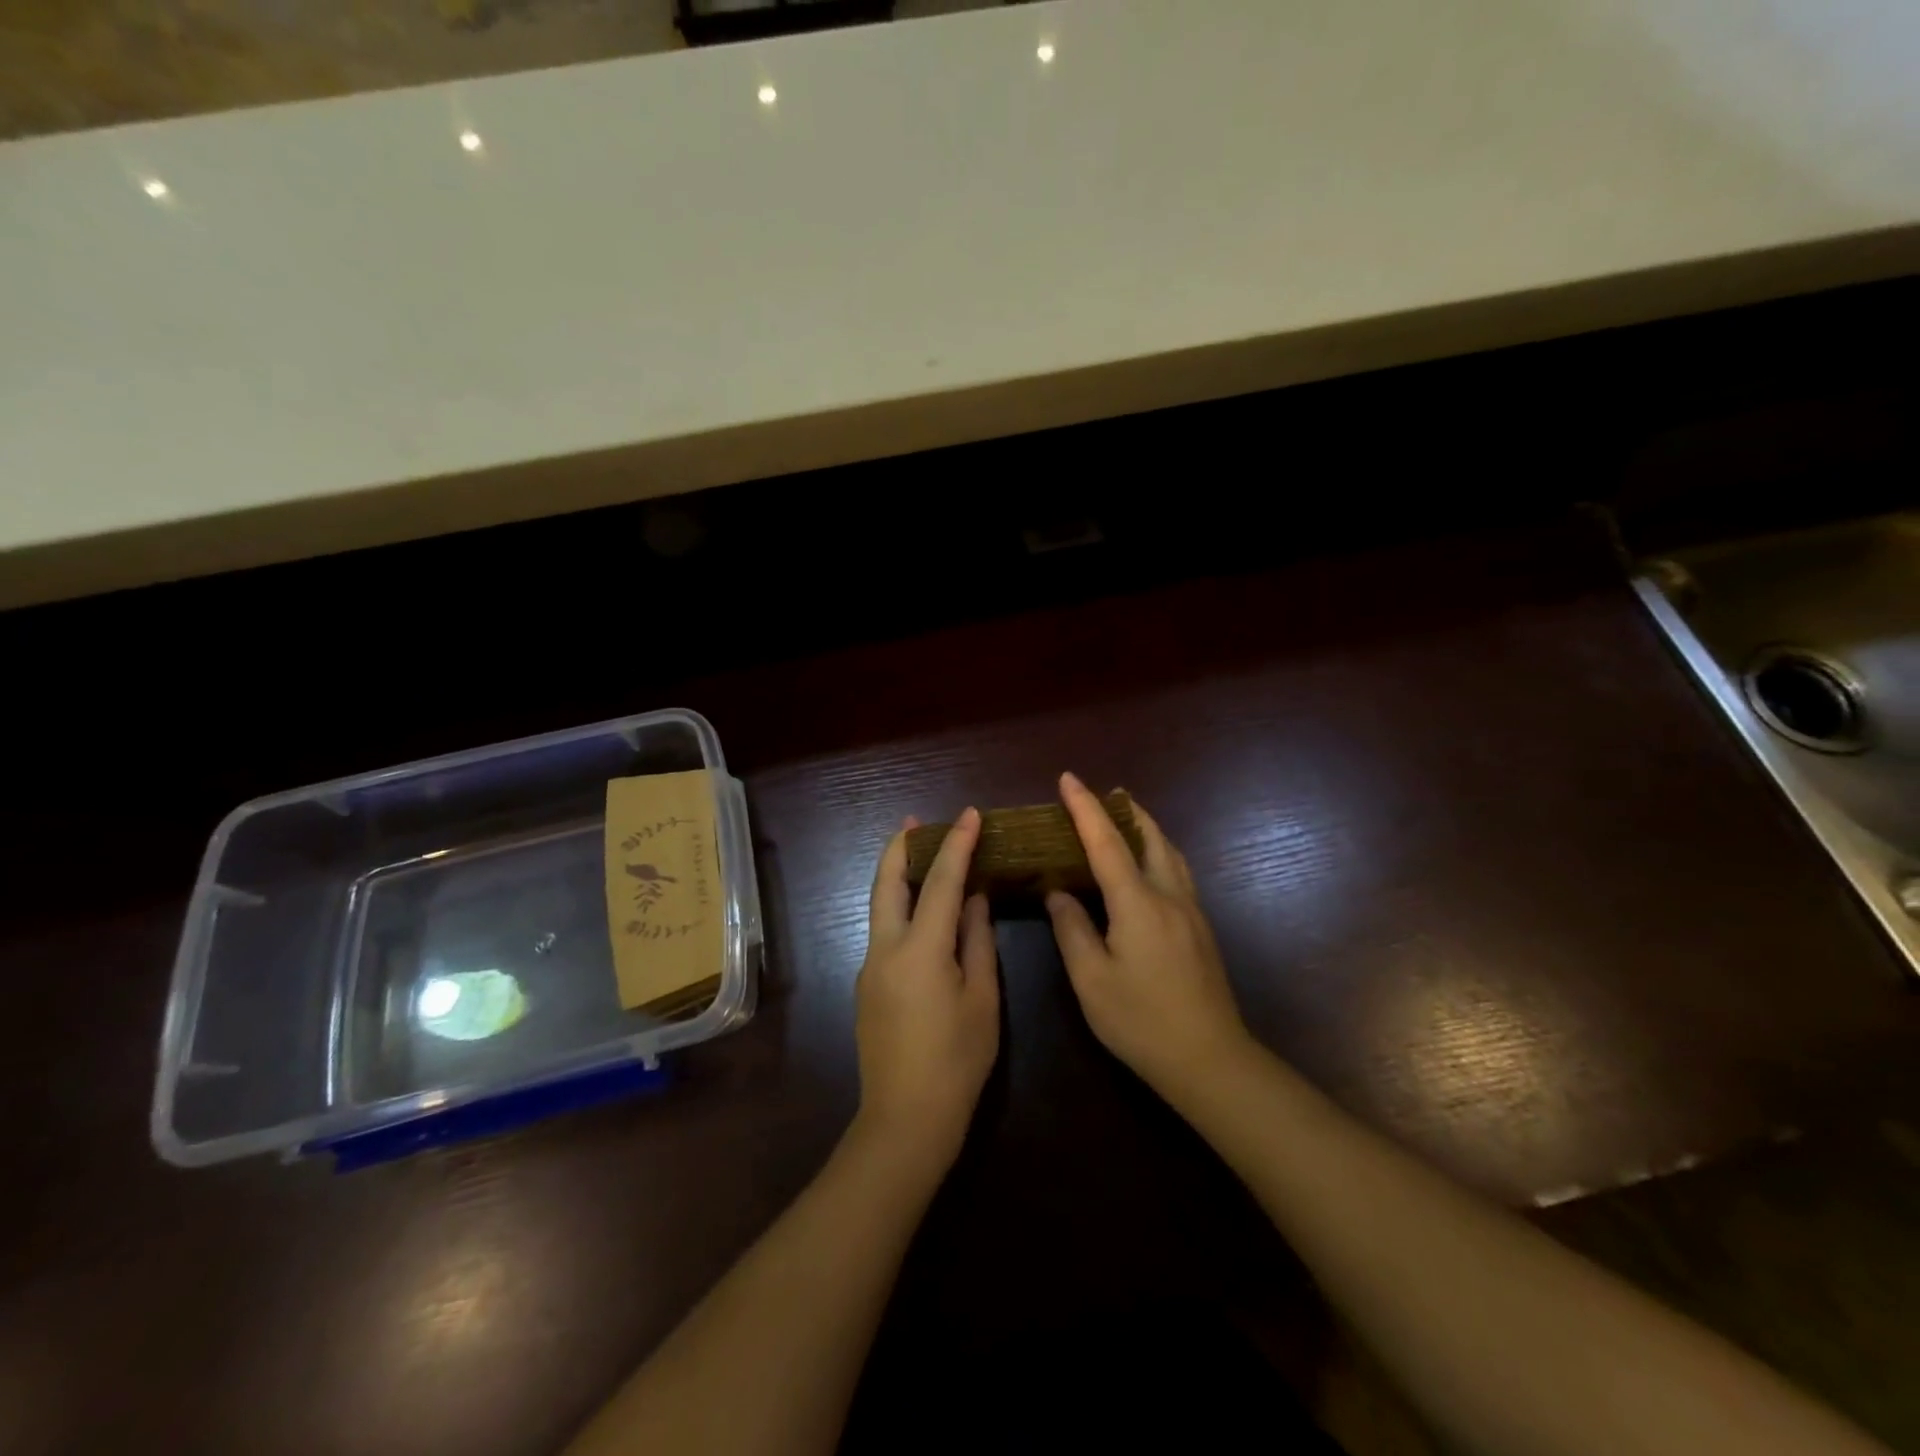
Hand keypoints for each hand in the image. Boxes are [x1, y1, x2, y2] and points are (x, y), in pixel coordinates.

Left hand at [854, 809, 1000, 1172]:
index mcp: (921, 950)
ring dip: (896, 875)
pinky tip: (922, 915)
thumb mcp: (982, 1000)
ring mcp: (870, 967)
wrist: (905, 1120)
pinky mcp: (866, 986)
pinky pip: (883, 931)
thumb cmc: (957, 1061)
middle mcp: (886, 949)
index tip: (969, 815)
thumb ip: (977, 942)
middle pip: (886, 883)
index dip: (956, 844)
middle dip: (899, 847)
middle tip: (914, 821)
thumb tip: (974, 900)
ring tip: (918, 856)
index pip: (940, 882)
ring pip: (879, 906)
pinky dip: (899, 908)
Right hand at [1046, 772, 1249, 1096]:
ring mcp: (1191, 912)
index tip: (1068, 779)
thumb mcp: (1092, 980)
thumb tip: (1059, 893)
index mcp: (1138, 904)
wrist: (1209, 1060)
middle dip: (1126, 810)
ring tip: (1126, 820)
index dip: (1085, 808)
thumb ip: (1072, 930)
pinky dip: (1158, 851)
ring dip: (1147, 828)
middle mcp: (1169, 896)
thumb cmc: (1142, 1021)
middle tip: (1104, 793)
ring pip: (1170, 852)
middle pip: (1150, 837)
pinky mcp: (1201, 929)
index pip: (1107, 843)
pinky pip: (1178, 871)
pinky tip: (1149, 866)